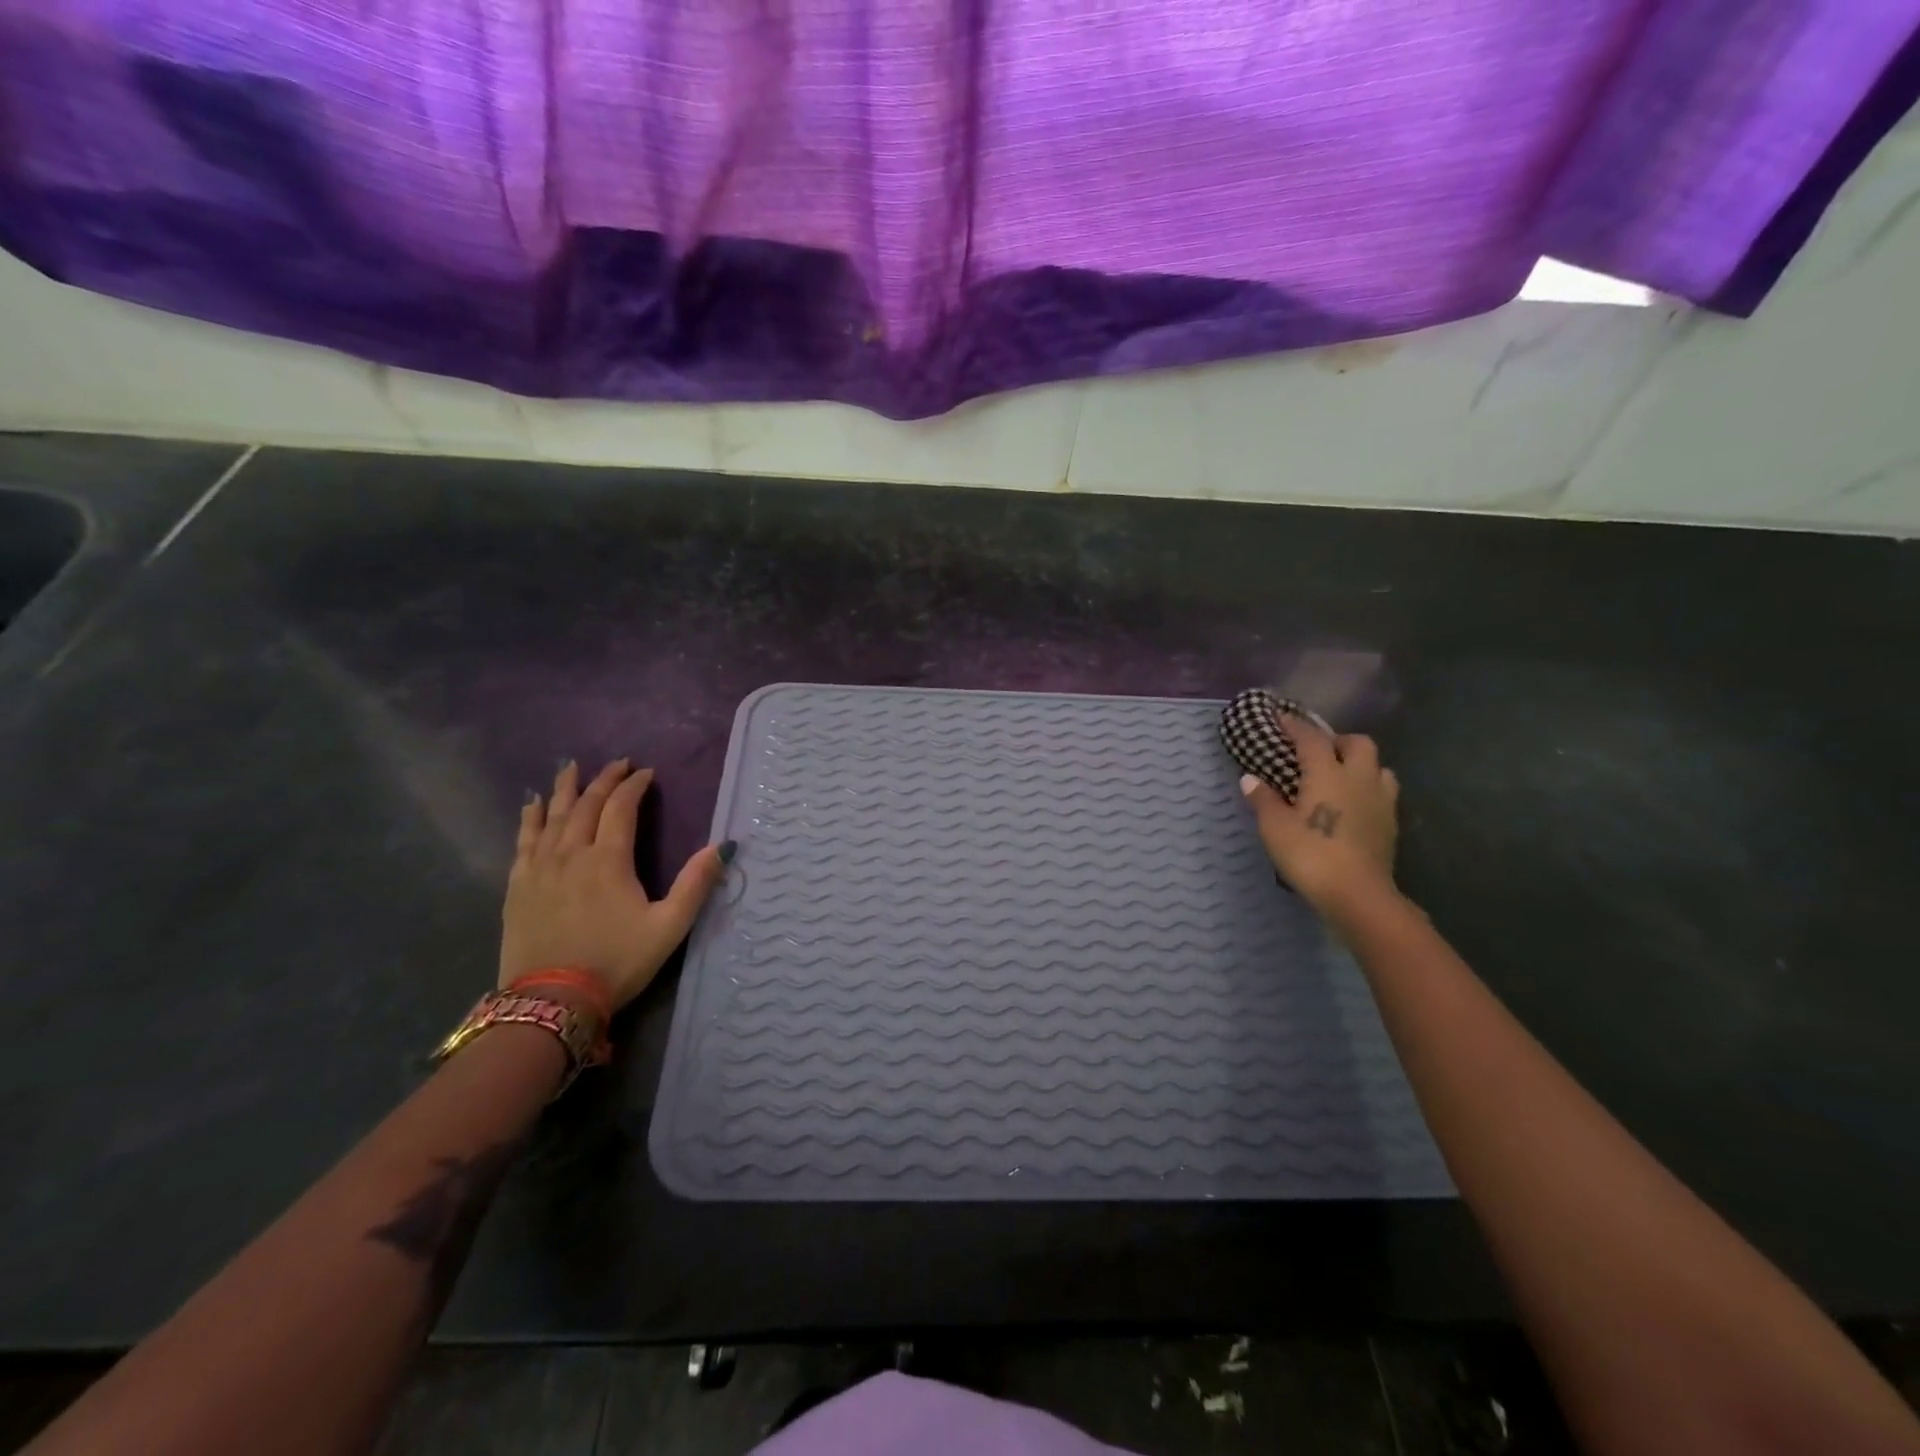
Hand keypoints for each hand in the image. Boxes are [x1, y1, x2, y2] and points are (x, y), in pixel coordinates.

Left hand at [499, 759, 728, 1009]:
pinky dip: (531, 818)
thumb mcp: (669, 927)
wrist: (551, 1002)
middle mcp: (572, 854)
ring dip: (566, 789)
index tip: (647, 773)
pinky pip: (524, 840)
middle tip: (618, 764)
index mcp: (609, 860)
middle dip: (604, 780)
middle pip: (586, 805)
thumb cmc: (617, 962)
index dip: (635, 786)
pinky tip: (533, 805)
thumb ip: (696, 884)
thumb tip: (723, 846)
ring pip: (553, 816)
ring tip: (571, 768)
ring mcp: (540, 869)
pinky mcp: (518, 886)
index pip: (621, 808)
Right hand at [1239, 713, 1397, 917]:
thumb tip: (1249, 778)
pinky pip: (1383, 792)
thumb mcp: (1275, 827)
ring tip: (1340, 776)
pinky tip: (1353, 804)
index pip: (1311, 738)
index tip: (1281, 718)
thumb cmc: (1310, 854)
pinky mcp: (1391, 823)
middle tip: (1317, 751)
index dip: (1295, 726)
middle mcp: (1358, 778)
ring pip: (1378, 766)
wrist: (1357, 895)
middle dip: (1337, 740)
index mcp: (1327, 773)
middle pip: (1358, 743)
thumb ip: (1263, 799)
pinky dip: (1368, 788)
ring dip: (1360, 764)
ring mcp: (1380, 800)